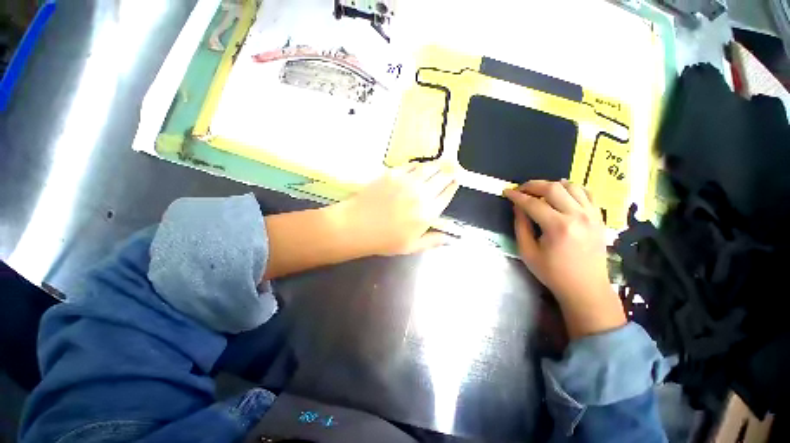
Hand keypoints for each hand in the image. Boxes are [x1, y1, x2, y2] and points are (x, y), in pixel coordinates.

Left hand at [332, 163, 458, 255]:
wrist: (357, 226)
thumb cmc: (384, 240)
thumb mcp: (411, 246)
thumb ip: (432, 241)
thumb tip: (450, 240)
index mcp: (428, 212)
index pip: (446, 194)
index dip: (453, 186)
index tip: (456, 180)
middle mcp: (421, 194)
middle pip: (441, 178)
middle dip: (449, 172)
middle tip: (452, 168)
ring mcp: (407, 181)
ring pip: (428, 169)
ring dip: (436, 166)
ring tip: (440, 164)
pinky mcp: (393, 174)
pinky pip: (411, 166)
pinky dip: (418, 165)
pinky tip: (419, 166)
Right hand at [504, 180, 624, 338]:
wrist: (586, 287)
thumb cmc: (553, 273)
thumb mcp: (528, 252)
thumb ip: (521, 226)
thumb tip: (517, 207)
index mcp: (557, 227)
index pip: (532, 203)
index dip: (516, 196)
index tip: (506, 191)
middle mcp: (577, 216)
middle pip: (553, 188)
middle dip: (533, 185)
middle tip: (521, 189)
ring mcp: (592, 215)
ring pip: (572, 187)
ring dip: (552, 184)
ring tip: (539, 190)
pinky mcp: (599, 218)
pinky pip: (587, 194)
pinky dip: (572, 189)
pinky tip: (562, 192)